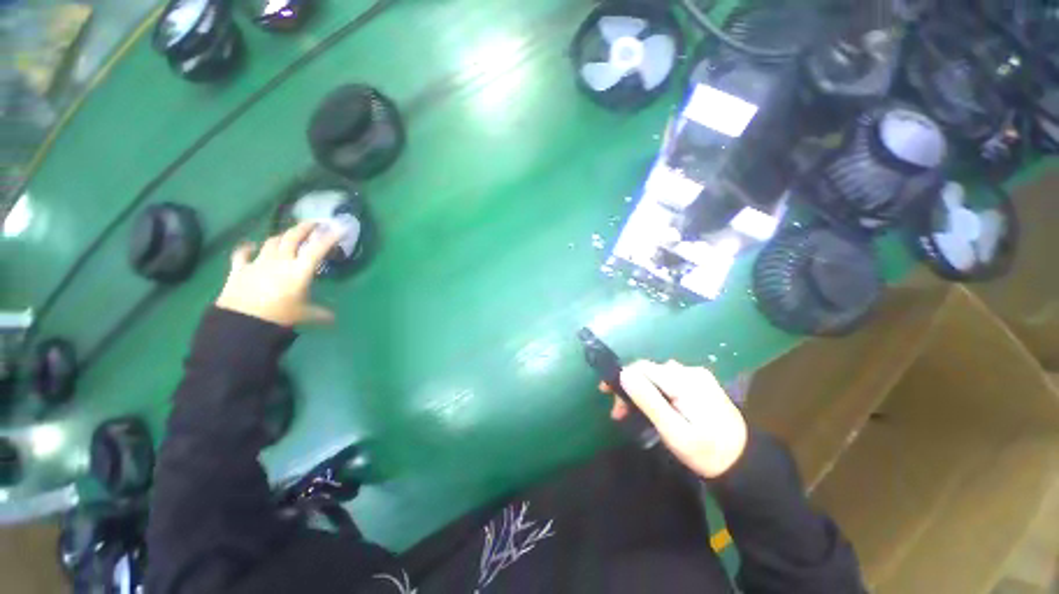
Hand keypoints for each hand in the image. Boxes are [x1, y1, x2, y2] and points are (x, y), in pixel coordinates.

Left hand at [216, 222, 339, 326]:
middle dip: (304, 228)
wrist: (242, 322)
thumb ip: (321, 313)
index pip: (317, 249)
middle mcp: (280, 261)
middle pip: (292, 238)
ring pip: (272, 242)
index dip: (329, 238)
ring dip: (282, 236)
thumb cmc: (279, 316)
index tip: (339, 229)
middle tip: (314, 223)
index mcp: (299, 270)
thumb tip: (334, 318)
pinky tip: (250, 245)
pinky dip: (246, 248)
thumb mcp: (305, 315)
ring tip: (289, 235)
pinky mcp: (240, 269)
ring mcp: (258, 262)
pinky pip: (242, 253)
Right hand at [609, 360, 747, 478]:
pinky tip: (653, 405)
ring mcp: (697, 376)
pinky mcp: (700, 384)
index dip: (621, 378)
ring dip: (642, 390)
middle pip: (648, 370)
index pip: (642, 368)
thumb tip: (623, 374)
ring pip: (657, 375)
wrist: (745, 465)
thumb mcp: (674, 431)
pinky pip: (669, 380)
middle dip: (630, 387)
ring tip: (632, 411)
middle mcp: (690, 371)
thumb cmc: (706, 452)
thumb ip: (649, 401)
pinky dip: (656, 391)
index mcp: (684, 381)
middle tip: (619, 412)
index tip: (607, 395)